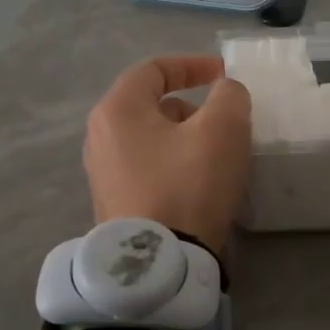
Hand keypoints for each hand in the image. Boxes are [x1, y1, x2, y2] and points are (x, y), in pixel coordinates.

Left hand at [84, 55, 252, 254]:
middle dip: (192, 108)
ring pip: (151, 140)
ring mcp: (103, 175)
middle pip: (151, 106)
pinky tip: (199, 188)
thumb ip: (229, 96)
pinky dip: (174, 167)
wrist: (159, 264)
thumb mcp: (223, 129)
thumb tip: (223, 92)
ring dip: (185, 140)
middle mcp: (100, 137)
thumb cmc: (188, 185)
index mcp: (117, 110)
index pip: (154, 69)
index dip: (192, 65)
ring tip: (217, 159)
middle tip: (224, 126)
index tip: (224, 76)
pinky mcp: (114, 205)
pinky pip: (148, 170)